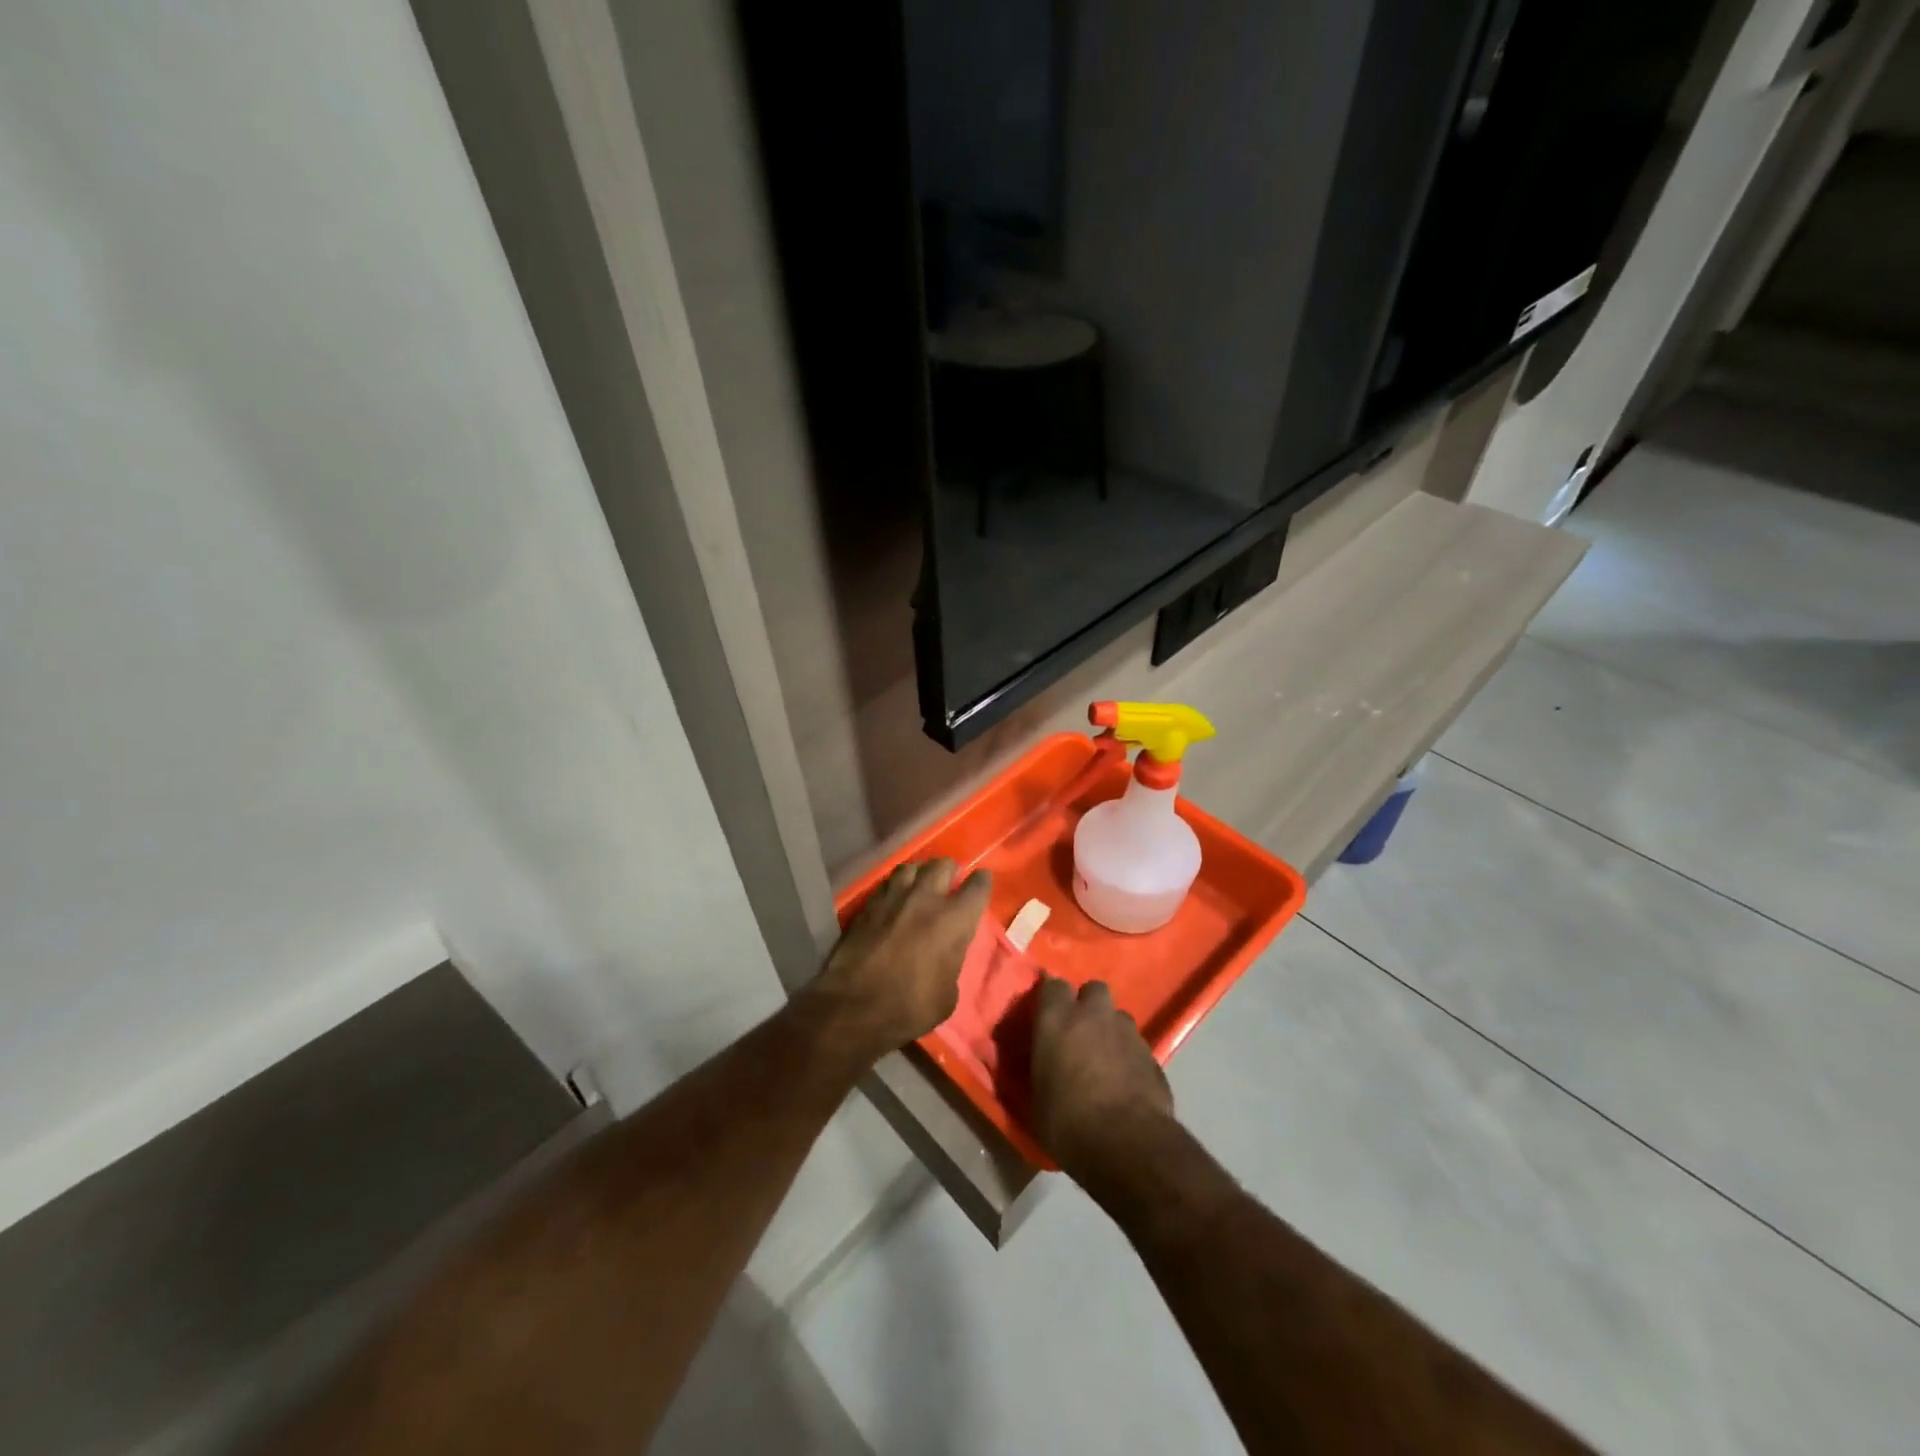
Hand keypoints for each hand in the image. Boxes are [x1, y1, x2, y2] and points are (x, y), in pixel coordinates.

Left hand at [808, 859, 991, 1059]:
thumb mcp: (948, 994)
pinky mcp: (868, 903)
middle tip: (949, 882)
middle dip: (949, 870)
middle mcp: (926, 898)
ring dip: (920, 873)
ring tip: (920, 884)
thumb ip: (952, 961)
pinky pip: (887, 883)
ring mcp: (894, 896)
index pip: (978, 885)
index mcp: (955, 919)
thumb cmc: (911, 1007)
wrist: (855, 1006)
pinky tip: (893, 897)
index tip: (981, 882)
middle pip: (943, 865)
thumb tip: (946, 954)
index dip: (982, 881)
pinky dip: (895, 886)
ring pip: (912, 867)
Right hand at [1032, 976, 1173, 1185]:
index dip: (1051, 998)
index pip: (1052, 985)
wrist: (1128, 1145)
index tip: (1046, 1016)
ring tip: (1104, 1060)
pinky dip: (1130, 1057)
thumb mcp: (1038, 1098)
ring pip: (1118, 1017)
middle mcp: (1094, 1015)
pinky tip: (1126, 1083)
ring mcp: (1128, 1032)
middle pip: (1093, 990)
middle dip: (1087, 1005)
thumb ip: (1041, 1069)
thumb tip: (1044, 1067)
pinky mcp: (1154, 1055)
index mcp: (1057, 1020)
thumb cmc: (1068, 1123)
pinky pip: (1137, 1045)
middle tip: (1079, 1033)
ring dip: (1110, 1031)